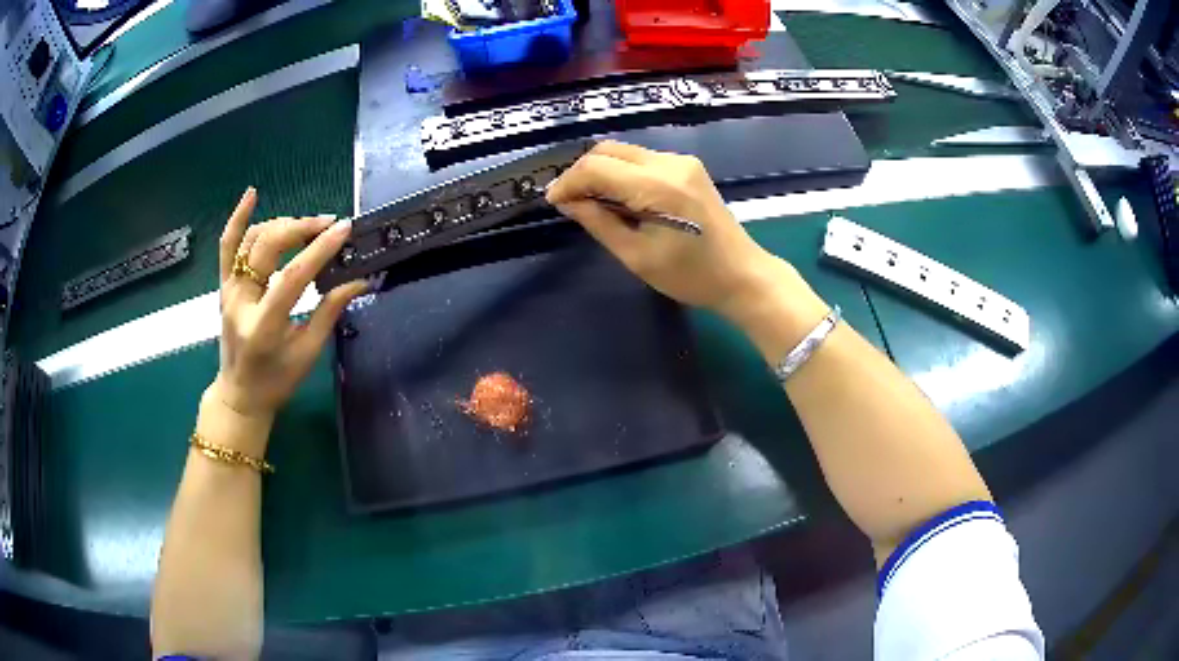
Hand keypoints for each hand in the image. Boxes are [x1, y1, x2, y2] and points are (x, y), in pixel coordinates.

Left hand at [209, 188, 365, 430]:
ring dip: (281, 225)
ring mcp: (228, 290)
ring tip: (307, 226)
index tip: (344, 229)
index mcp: (263, 325)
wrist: (239, 395)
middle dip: (301, 228)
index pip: (292, 276)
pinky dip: (238, 218)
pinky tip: (252, 194)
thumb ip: (330, 311)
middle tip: (329, 225)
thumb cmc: (276, 381)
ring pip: (251, 239)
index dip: (320, 249)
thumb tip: (360, 279)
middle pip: (268, 247)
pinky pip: (227, 246)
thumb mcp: (308, 352)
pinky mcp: (224, 285)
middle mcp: (240, 302)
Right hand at [546, 141, 786, 316]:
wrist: (742, 274)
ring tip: (591, 201)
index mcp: (658, 187)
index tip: (553, 202)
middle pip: (609, 150)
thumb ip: (599, 223)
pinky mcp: (688, 166)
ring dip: (601, 171)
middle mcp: (670, 163)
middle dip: (582, 172)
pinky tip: (619, 197)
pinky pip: (642, 160)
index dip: (568, 181)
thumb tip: (568, 202)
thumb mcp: (637, 257)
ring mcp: (682, 161)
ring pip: (625, 152)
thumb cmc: (691, 276)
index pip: (597, 167)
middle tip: (569, 201)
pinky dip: (622, 173)